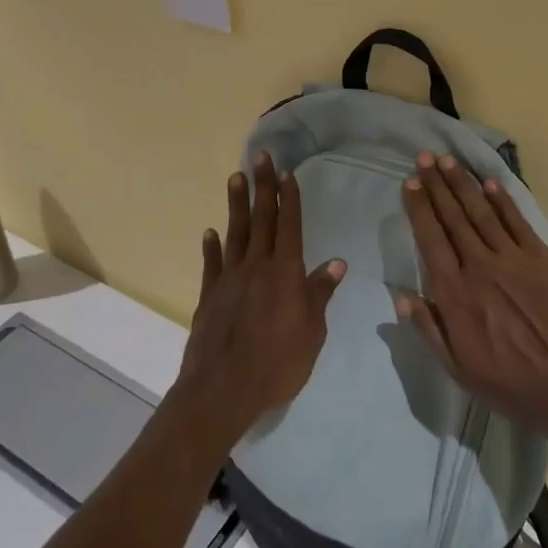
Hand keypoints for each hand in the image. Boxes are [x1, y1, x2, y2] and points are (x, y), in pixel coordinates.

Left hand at [175, 152, 346, 440]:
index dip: (290, 199)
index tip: (288, 173)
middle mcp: (257, 267)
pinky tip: (211, 232)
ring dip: (237, 204)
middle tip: (261, 157)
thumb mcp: (311, 332)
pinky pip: (212, 264)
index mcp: (286, 273)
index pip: (290, 226)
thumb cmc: (277, 363)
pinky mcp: (209, 296)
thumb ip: (320, 294)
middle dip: (264, 187)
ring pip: (235, 233)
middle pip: (262, 220)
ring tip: (236, 177)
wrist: (222, 390)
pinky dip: (212, 246)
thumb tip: (338, 263)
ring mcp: (230, 279)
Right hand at [397, 152, 547, 454]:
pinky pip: (517, 221)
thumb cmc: (511, 385)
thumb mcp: (458, 369)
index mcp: (455, 293)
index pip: (430, 239)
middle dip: (437, 185)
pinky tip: (489, 183)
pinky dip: (502, 200)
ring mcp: (514, 258)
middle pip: (453, 217)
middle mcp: (480, 266)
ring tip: (448, 161)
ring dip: (463, 184)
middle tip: (425, 158)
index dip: (419, 208)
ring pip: (482, 212)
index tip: (411, 184)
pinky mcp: (543, 258)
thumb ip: (429, 329)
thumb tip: (401, 295)